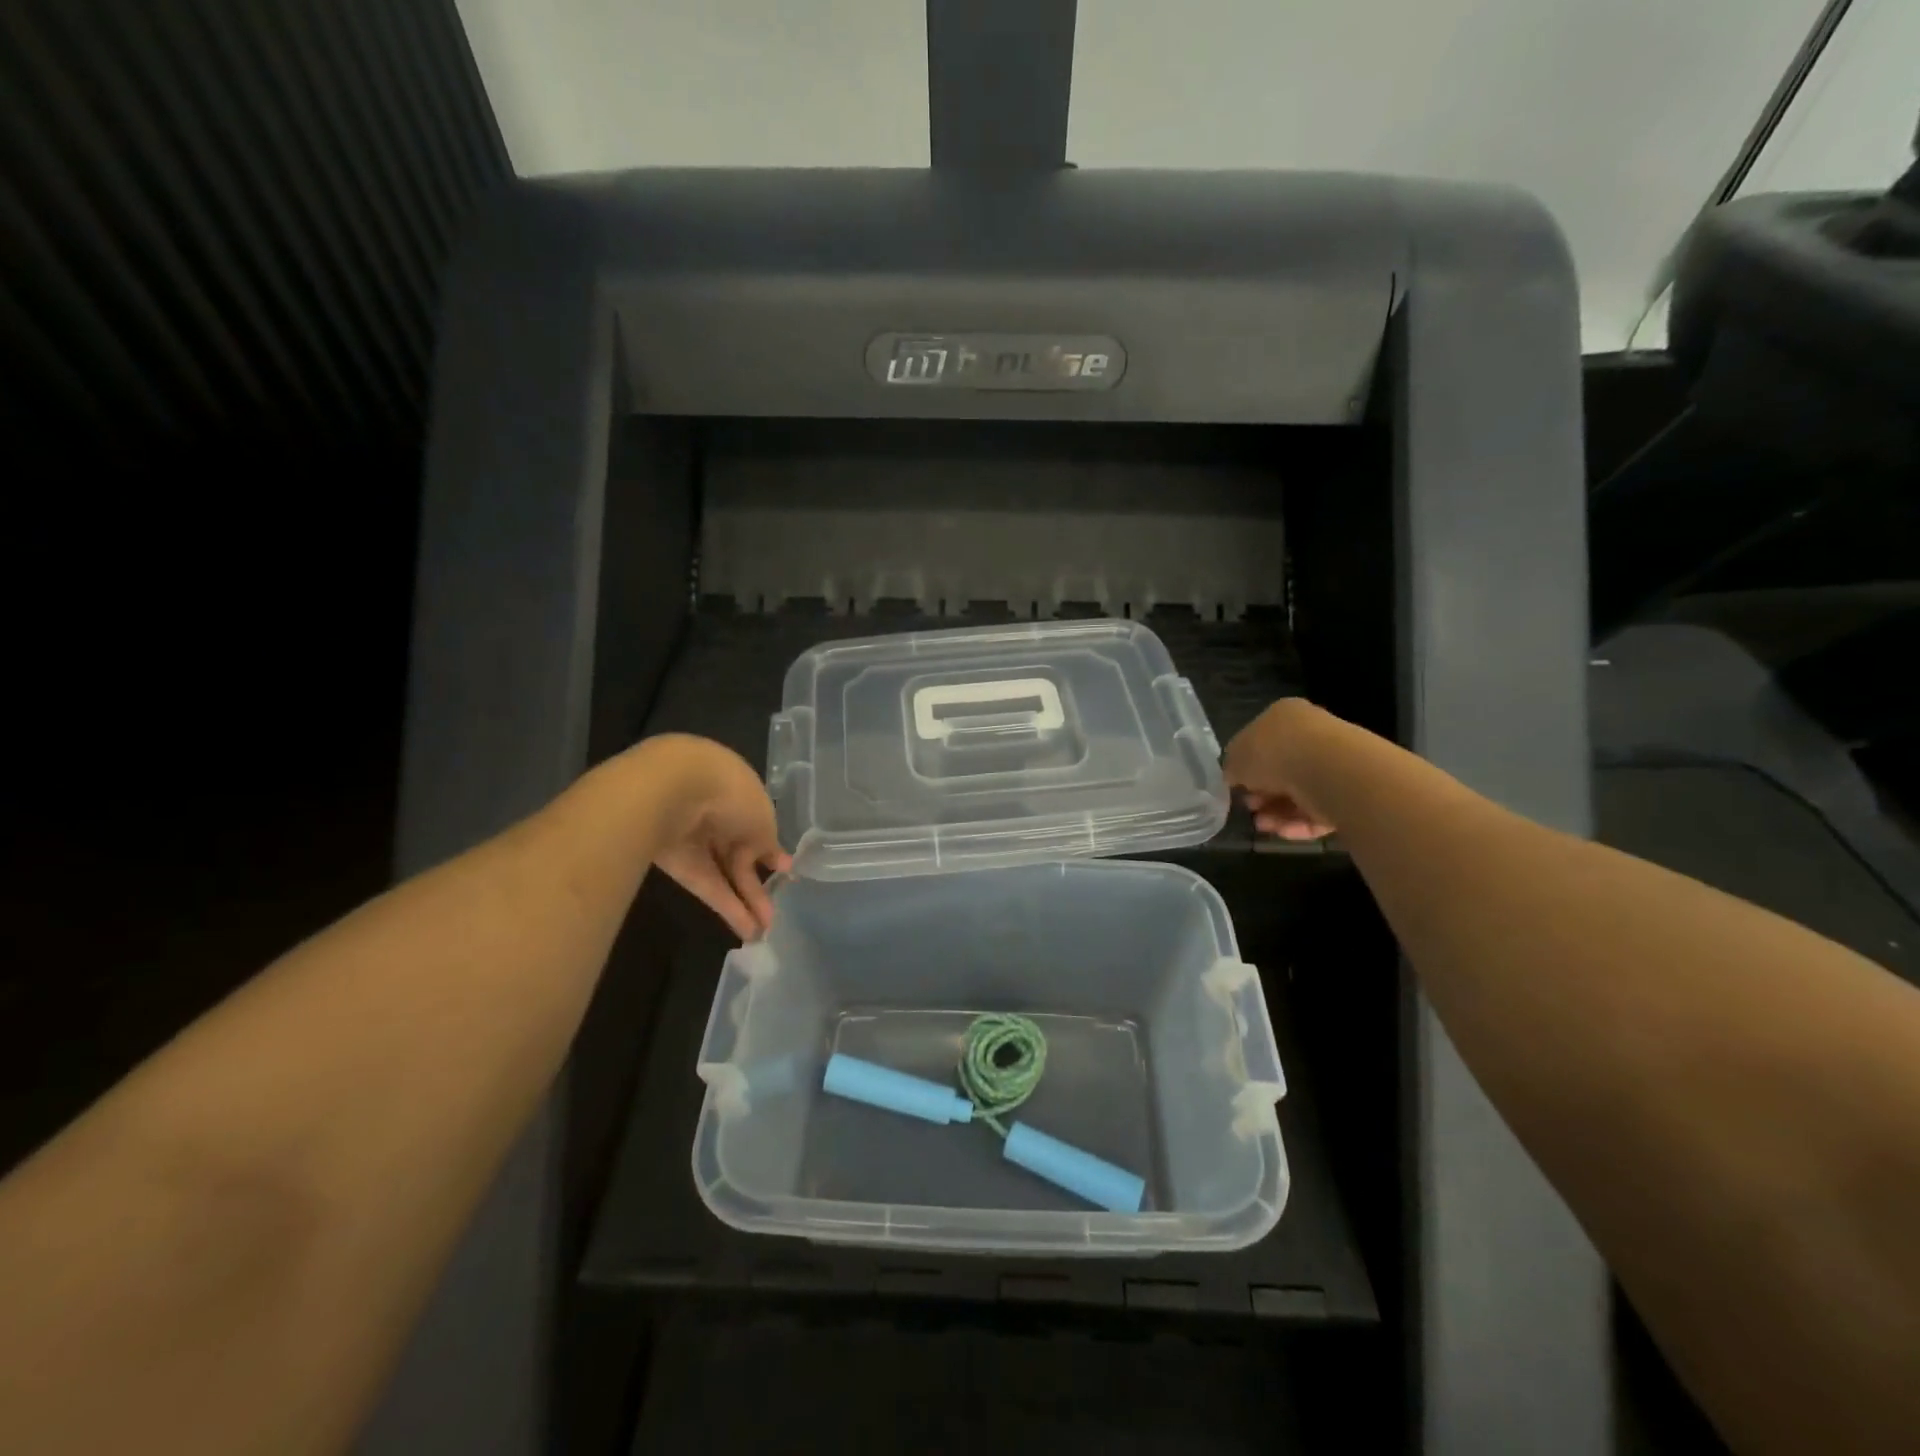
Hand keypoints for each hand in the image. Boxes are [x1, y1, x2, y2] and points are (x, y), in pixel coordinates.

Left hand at [627, 735, 791, 940]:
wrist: (673, 790)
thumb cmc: (732, 794)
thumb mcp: (764, 820)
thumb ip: (770, 844)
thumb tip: (777, 861)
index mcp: (741, 795)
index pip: (758, 827)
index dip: (771, 852)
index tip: (784, 873)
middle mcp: (718, 815)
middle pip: (741, 855)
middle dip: (757, 885)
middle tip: (773, 915)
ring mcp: (696, 841)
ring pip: (724, 875)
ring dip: (744, 902)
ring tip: (763, 932)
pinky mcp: (677, 864)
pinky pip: (707, 886)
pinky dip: (726, 906)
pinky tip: (746, 929)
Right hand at [1222, 698, 1338, 841]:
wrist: (1329, 771)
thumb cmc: (1274, 753)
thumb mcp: (1236, 758)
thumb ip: (1232, 768)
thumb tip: (1235, 778)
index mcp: (1284, 716)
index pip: (1261, 741)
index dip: (1245, 766)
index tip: (1236, 787)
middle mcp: (1311, 734)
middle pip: (1281, 768)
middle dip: (1262, 792)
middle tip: (1250, 807)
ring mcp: (1333, 762)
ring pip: (1299, 792)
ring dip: (1276, 811)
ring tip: (1262, 824)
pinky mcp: (1349, 791)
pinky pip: (1319, 809)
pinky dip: (1299, 822)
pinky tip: (1282, 831)